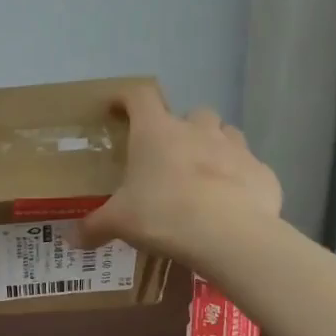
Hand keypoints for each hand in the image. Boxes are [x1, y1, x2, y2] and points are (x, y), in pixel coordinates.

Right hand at [79, 84, 280, 259]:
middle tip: (169, 154)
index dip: (127, 98)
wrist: (230, 236)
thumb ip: (94, 227)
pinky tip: (231, 202)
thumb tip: (72, 240)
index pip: (140, 96)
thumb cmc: (163, 215)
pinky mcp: (262, 172)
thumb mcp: (119, 222)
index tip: (119, 108)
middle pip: (191, 112)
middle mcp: (196, 130)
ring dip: (214, 145)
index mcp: (156, 132)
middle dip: (181, 127)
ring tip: (203, 173)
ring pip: (225, 133)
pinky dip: (239, 178)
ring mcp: (235, 148)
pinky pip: (249, 167)